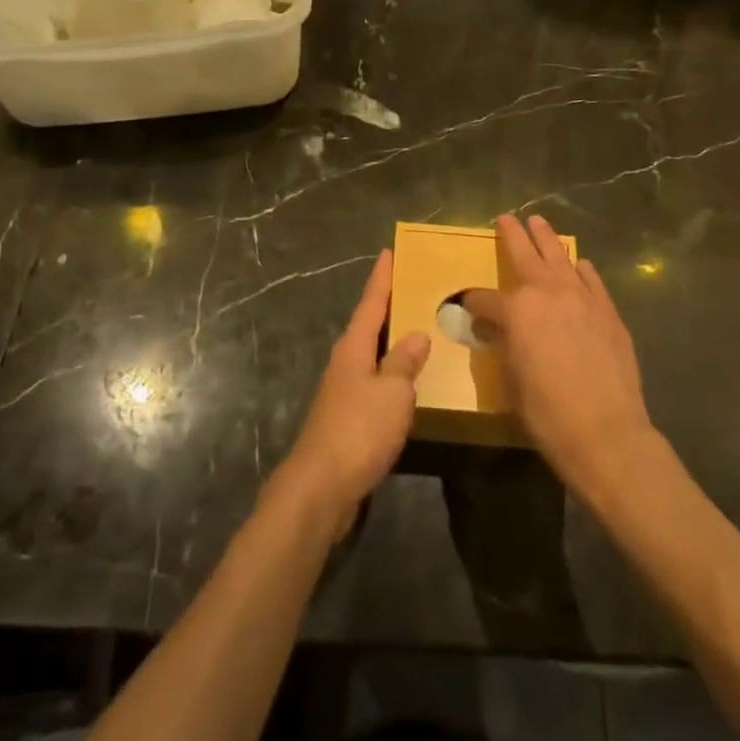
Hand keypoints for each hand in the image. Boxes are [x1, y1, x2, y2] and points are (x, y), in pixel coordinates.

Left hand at [274, 250, 429, 534]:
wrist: (321, 488)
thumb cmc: (358, 431)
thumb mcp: (391, 392)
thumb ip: (404, 362)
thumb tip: (417, 335)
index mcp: (353, 348)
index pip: (370, 303)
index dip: (381, 278)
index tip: (389, 252)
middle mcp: (345, 364)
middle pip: (368, 327)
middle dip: (388, 307)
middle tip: (413, 287)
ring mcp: (343, 392)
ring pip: (372, 357)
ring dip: (392, 343)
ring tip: (419, 331)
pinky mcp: (347, 420)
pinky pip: (375, 385)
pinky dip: (392, 376)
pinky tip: (408, 384)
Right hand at [464, 214, 655, 495]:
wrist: (605, 430)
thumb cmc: (546, 411)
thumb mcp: (510, 380)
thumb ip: (502, 345)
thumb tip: (496, 329)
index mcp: (516, 309)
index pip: (484, 299)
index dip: (473, 303)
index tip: (468, 307)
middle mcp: (547, 292)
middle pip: (525, 254)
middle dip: (513, 235)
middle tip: (506, 217)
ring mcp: (581, 297)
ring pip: (560, 257)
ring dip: (547, 239)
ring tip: (539, 223)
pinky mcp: (607, 311)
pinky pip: (591, 279)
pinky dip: (581, 269)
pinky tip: (579, 264)